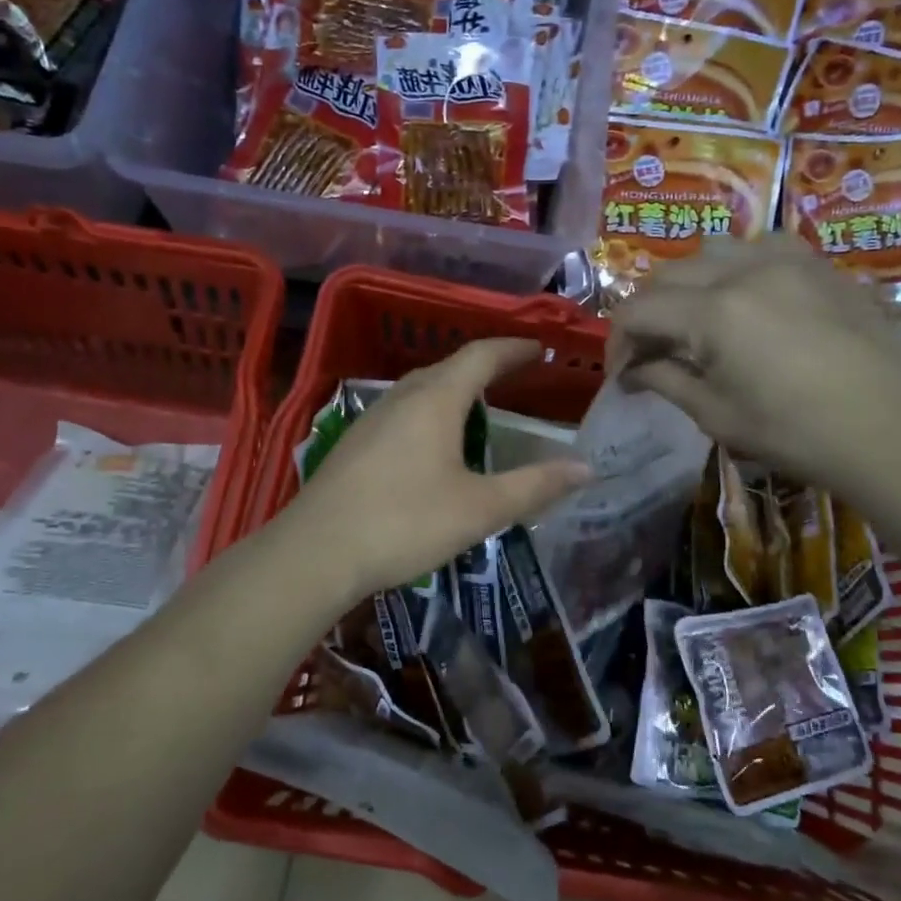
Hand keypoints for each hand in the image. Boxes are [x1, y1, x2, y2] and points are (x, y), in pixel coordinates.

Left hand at [282, 339, 591, 602]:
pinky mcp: (353, 444)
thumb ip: (534, 487)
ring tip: (477, 408)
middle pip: (448, 368)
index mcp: (435, 400)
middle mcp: (401, 398)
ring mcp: (371, 419)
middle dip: (484, 367)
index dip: (513, 348)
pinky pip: (401, 413)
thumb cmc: (405, 523)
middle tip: (514, 378)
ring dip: (453, 389)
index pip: (480, 356)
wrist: (316, 552)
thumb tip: (585, 469)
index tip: (539, 349)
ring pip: (420, 390)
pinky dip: (429, 413)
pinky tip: (430, 445)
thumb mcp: (479, 509)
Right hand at [609, 237, 900, 506]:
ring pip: (711, 252)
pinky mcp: (818, 265)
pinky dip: (733, 269)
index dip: (617, 342)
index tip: (621, 375)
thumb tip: (633, 371)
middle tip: (649, 352)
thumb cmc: (796, 434)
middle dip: (646, 313)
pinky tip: (743, 301)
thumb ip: (666, 380)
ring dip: (686, 285)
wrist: (892, 431)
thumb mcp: (717, 415)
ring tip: (692, 322)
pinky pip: (759, 249)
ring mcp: (786, 260)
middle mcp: (744, 270)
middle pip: (667, 274)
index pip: (638, 310)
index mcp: (713, 312)